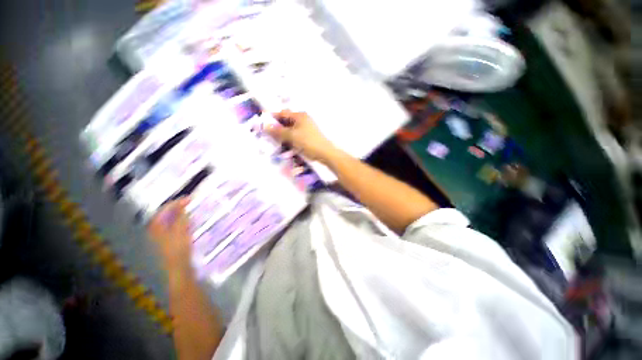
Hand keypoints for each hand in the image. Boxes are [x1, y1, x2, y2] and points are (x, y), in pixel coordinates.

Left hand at [148, 198, 191, 270]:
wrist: (179, 267)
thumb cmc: (178, 249)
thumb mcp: (181, 230)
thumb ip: (180, 216)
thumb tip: (182, 204)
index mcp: (156, 226)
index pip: (165, 209)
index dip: (176, 202)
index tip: (189, 198)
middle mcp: (156, 229)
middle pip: (166, 214)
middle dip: (177, 207)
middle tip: (189, 202)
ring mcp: (162, 235)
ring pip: (170, 219)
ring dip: (180, 213)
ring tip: (190, 209)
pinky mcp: (170, 240)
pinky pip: (175, 225)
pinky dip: (181, 220)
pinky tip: (189, 221)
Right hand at [266, 110, 337, 162]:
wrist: (324, 153)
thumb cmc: (308, 142)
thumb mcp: (291, 136)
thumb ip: (278, 131)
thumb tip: (265, 126)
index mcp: (299, 116)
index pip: (282, 113)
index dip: (272, 117)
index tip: (263, 122)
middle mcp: (303, 120)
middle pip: (286, 121)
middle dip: (277, 127)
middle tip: (267, 134)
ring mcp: (306, 128)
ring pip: (290, 129)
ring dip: (282, 134)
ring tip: (274, 141)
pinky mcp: (307, 136)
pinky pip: (295, 135)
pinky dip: (289, 139)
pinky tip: (285, 145)